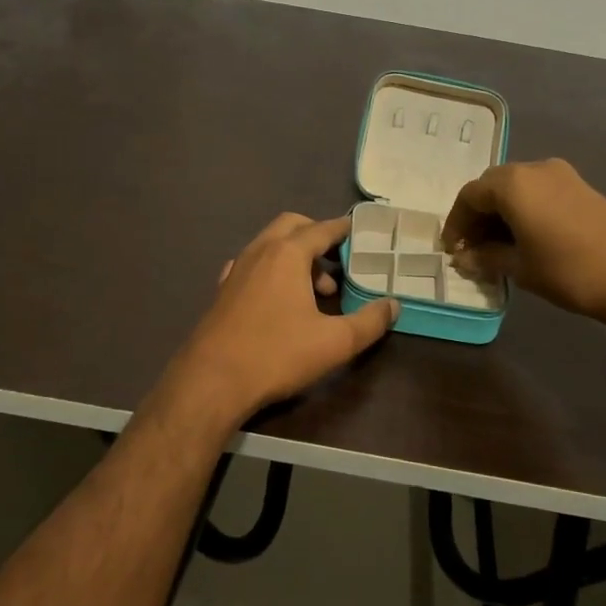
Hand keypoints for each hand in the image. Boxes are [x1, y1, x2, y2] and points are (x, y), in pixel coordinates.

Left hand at [159, 214, 399, 428]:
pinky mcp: (222, 290)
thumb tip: (393, 305)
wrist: (212, 380)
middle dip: (316, 236)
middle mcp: (259, 251)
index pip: (322, 229)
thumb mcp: (335, 342)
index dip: (343, 229)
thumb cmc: (277, 354)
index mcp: (287, 253)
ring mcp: (236, 269)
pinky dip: (272, 270)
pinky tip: (279, 299)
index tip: (360, 232)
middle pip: (292, 226)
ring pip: (270, 245)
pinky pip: (252, 265)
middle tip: (337, 261)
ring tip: (316, 291)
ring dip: (295, 256)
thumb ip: (370, 322)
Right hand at [443, 159, 605, 336]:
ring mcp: (562, 175)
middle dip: (477, 216)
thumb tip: (464, 258)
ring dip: (501, 213)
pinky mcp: (582, 187)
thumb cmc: (569, 271)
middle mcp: (534, 168)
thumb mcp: (520, 268)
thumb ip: (486, 258)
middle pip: (492, 186)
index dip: (456, 224)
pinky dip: (524, 211)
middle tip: (472, 249)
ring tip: (497, 247)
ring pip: (517, 188)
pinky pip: (539, 192)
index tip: (452, 251)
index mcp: (512, 183)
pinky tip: (526, 239)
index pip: (469, 196)